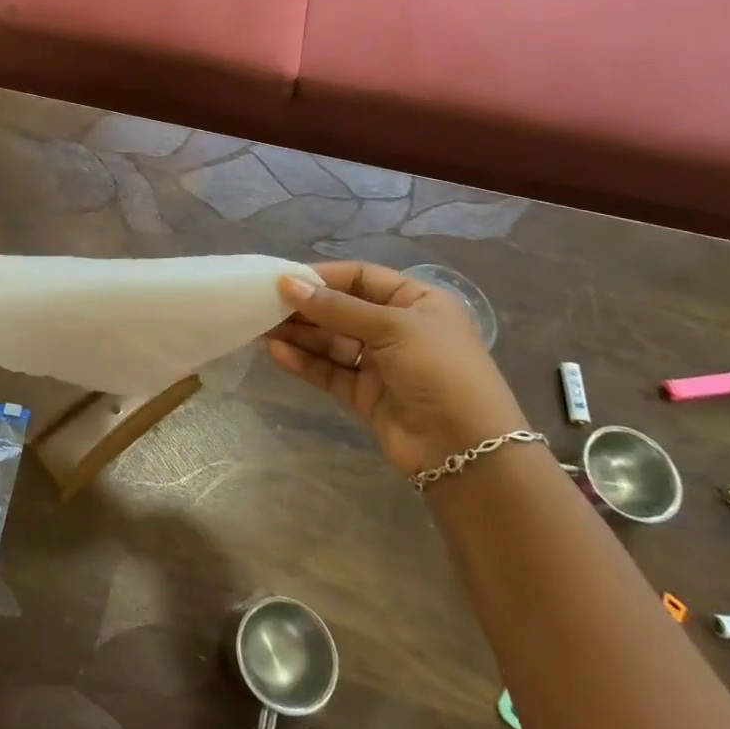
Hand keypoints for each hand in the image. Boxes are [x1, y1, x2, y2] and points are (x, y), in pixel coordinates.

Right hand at [267, 262, 527, 477]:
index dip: (323, 276)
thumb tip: (286, 283)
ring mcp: (381, 363)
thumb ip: (336, 308)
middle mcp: (398, 328)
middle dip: (305, 307)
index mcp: (417, 301)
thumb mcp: (392, 327)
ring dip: (299, 334)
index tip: (284, 279)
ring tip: (261, 327)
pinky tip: (276, 353)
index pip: (361, 277)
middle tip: (263, 303)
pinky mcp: (365, 394)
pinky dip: (304, 361)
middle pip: (342, 309)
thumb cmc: (440, 371)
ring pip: (331, 341)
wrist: (467, 451)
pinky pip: (330, 370)